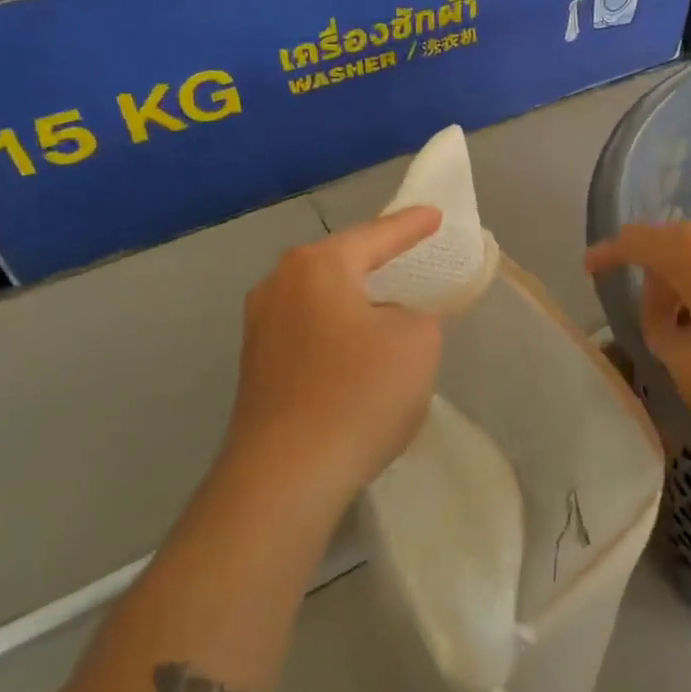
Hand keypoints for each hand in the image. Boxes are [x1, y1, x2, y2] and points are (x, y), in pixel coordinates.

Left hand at [220, 208, 444, 518]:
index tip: (434, 215)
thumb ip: (414, 315)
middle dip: (375, 260)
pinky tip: (356, 354)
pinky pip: (309, 333)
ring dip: (354, 302)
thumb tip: (387, 322)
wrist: (286, 476)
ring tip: (386, 305)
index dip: (411, 226)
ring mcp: (260, 328)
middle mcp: (279, 286)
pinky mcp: (256, 369)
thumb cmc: (359, 392)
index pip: (376, 236)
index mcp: (317, 266)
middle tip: (408, 254)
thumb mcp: (417, 341)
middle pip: (340, 263)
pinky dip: (338, 334)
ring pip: (321, 300)